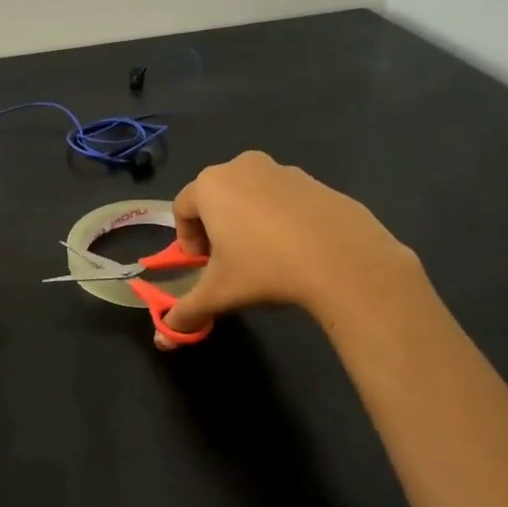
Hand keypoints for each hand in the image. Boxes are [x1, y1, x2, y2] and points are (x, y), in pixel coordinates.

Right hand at [156, 151, 416, 347]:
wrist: (344, 259)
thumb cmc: (265, 268)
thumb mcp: (218, 294)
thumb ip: (186, 312)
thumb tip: (163, 339)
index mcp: (211, 185)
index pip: (181, 207)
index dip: (185, 239)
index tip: (202, 265)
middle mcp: (243, 167)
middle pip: (215, 196)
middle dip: (215, 227)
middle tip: (227, 261)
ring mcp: (283, 170)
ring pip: (250, 195)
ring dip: (246, 221)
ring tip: (263, 257)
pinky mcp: (316, 182)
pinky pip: (284, 199)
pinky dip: (280, 219)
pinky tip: (295, 250)